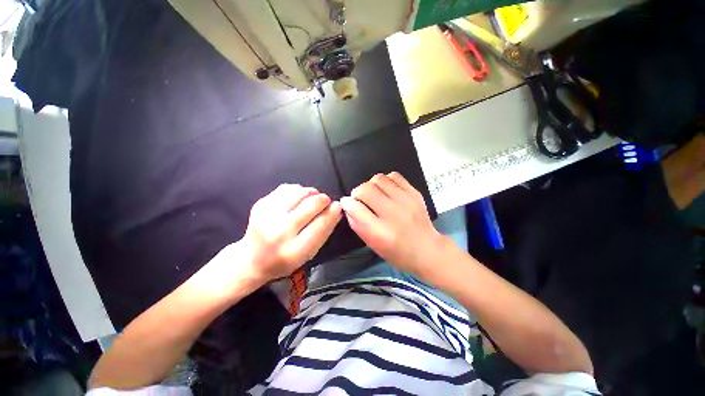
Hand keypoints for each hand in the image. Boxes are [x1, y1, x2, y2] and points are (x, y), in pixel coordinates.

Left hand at [242, 184, 341, 282]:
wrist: (252, 260)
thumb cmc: (285, 259)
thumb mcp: (309, 253)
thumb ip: (325, 231)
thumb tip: (336, 208)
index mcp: (294, 250)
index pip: (321, 224)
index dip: (333, 211)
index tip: (338, 205)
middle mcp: (279, 232)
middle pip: (311, 204)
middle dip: (323, 199)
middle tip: (325, 201)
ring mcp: (267, 216)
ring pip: (299, 192)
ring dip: (312, 192)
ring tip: (313, 198)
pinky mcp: (260, 205)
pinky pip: (286, 188)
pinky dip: (297, 190)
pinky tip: (298, 197)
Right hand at [340, 172, 446, 275]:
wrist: (428, 250)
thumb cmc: (398, 253)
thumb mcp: (373, 245)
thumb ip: (358, 225)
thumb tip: (348, 206)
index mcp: (381, 232)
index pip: (356, 208)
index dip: (347, 203)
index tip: (347, 203)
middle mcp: (393, 214)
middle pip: (366, 190)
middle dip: (357, 192)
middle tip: (360, 199)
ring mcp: (406, 201)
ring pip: (378, 179)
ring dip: (370, 185)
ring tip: (373, 193)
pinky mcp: (414, 193)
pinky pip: (394, 176)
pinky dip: (385, 180)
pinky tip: (386, 189)